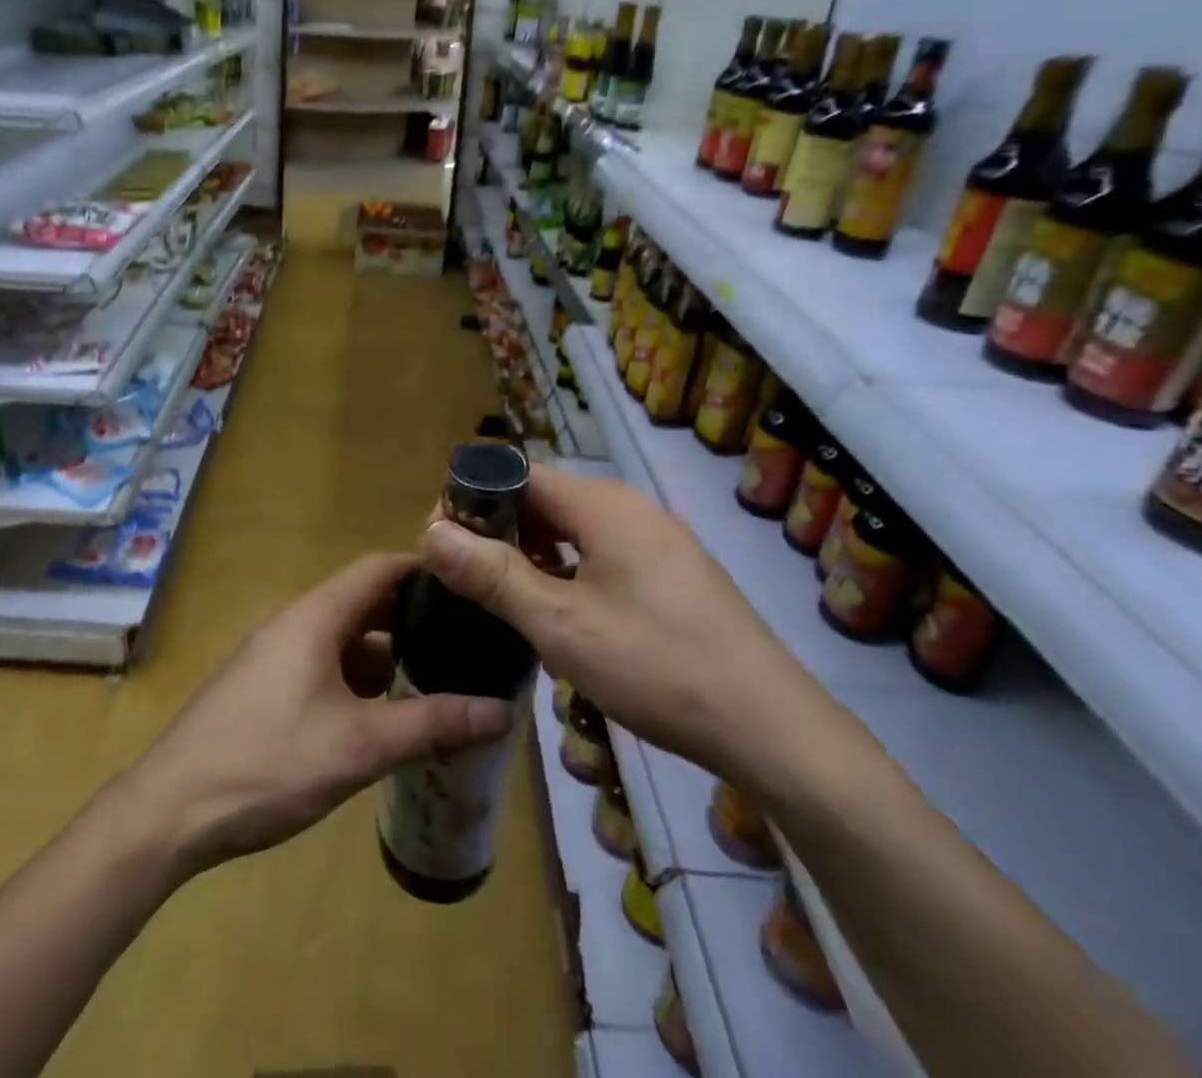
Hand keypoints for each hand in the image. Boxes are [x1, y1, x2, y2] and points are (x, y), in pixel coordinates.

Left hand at [126, 553, 515, 875]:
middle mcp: (293, 623)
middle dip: (410, 619)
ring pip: (341, 639)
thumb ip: (432, 724)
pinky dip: (355, 680)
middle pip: (362, 602)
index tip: (468, 586)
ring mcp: (273, 655)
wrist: (169, 810)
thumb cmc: (268, 762)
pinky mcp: (261, 687)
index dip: (424, 570)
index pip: (378, 568)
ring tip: (432, 680)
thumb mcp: (359, 746)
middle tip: (462, 640)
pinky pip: (320, 666)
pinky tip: (379, 716)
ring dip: (384, 655)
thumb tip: (502, 711)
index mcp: (315, 616)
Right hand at [419, 465, 835, 794]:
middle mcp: (630, 508)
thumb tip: (432, 532)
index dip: (472, 500)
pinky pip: (601, 554)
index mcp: (603, 505)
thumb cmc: (657, 666)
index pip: (518, 475)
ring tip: (502, 600)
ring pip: (572, 530)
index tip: (441, 542)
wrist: (770, 727)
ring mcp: (656, 540)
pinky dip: (566, 572)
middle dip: (498, 531)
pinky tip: (557, 616)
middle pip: (544, 500)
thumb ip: (493, 575)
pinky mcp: (670, 573)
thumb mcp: (560, 625)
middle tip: (464, 578)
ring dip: (531, 555)